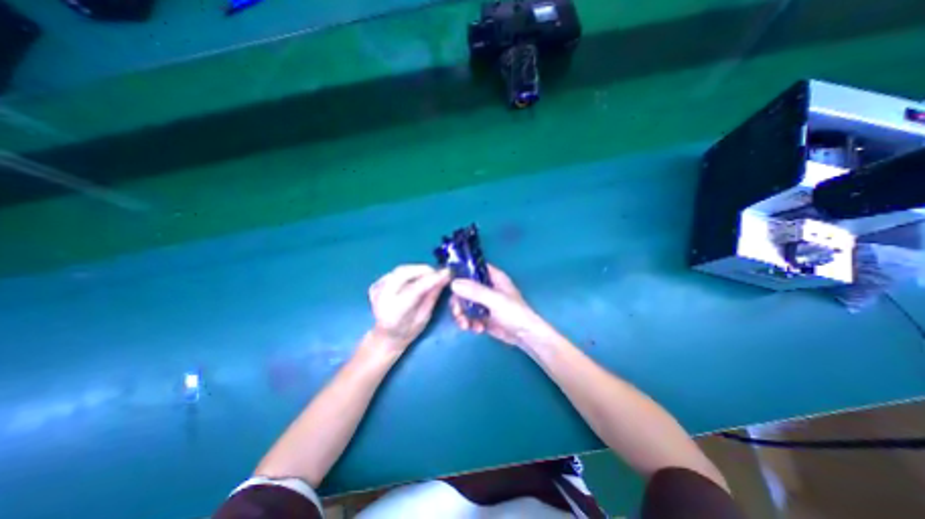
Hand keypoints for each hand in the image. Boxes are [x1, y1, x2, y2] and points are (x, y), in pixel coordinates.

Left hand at [371, 267, 454, 350]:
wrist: (386, 336)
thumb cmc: (407, 331)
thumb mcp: (424, 317)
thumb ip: (432, 296)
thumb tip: (444, 277)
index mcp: (394, 313)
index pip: (414, 290)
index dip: (431, 279)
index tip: (446, 273)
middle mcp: (382, 299)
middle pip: (403, 273)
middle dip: (423, 269)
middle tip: (438, 272)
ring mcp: (376, 290)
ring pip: (400, 270)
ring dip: (417, 269)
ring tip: (431, 274)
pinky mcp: (376, 284)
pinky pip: (396, 272)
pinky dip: (410, 271)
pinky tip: (417, 277)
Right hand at [451, 263, 562, 351]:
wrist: (525, 337)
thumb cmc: (514, 313)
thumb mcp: (495, 300)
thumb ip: (475, 291)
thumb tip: (453, 283)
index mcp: (493, 277)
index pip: (473, 268)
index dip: (460, 272)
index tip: (449, 282)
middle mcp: (487, 287)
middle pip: (464, 288)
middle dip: (458, 302)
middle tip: (458, 312)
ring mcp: (484, 302)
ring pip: (464, 304)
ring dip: (462, 315)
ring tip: (466, 325)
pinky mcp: (482, 316)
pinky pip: (469, 316)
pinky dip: (469, 323)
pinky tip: (477, 329)